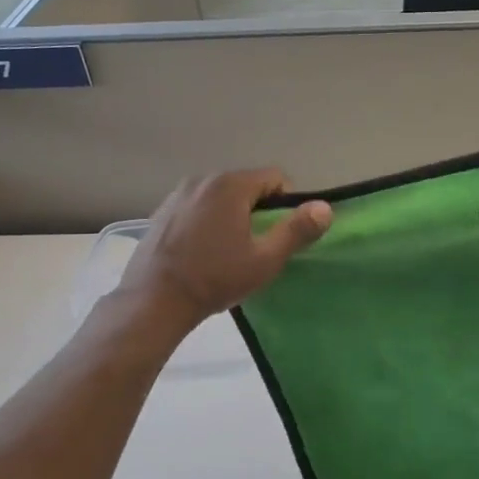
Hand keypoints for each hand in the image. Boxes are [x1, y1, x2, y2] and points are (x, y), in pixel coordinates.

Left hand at [116, 169, 331, 328]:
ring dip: (233, 216)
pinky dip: (208, 221)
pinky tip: (203, 251)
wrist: (153, 301)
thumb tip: (325, 208)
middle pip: (247, 185)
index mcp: (230, 185)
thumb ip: (297, 230)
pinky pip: (198, 207)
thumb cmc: (215, 279)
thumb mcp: (265, 260)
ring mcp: (178, 194)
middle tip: (258, 246)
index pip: (275, 178)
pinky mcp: (162, 211)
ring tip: (230, 251)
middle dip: (259, 210)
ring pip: (221, 197)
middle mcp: (203, 180)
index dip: (287, 203)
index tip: (281, 234)